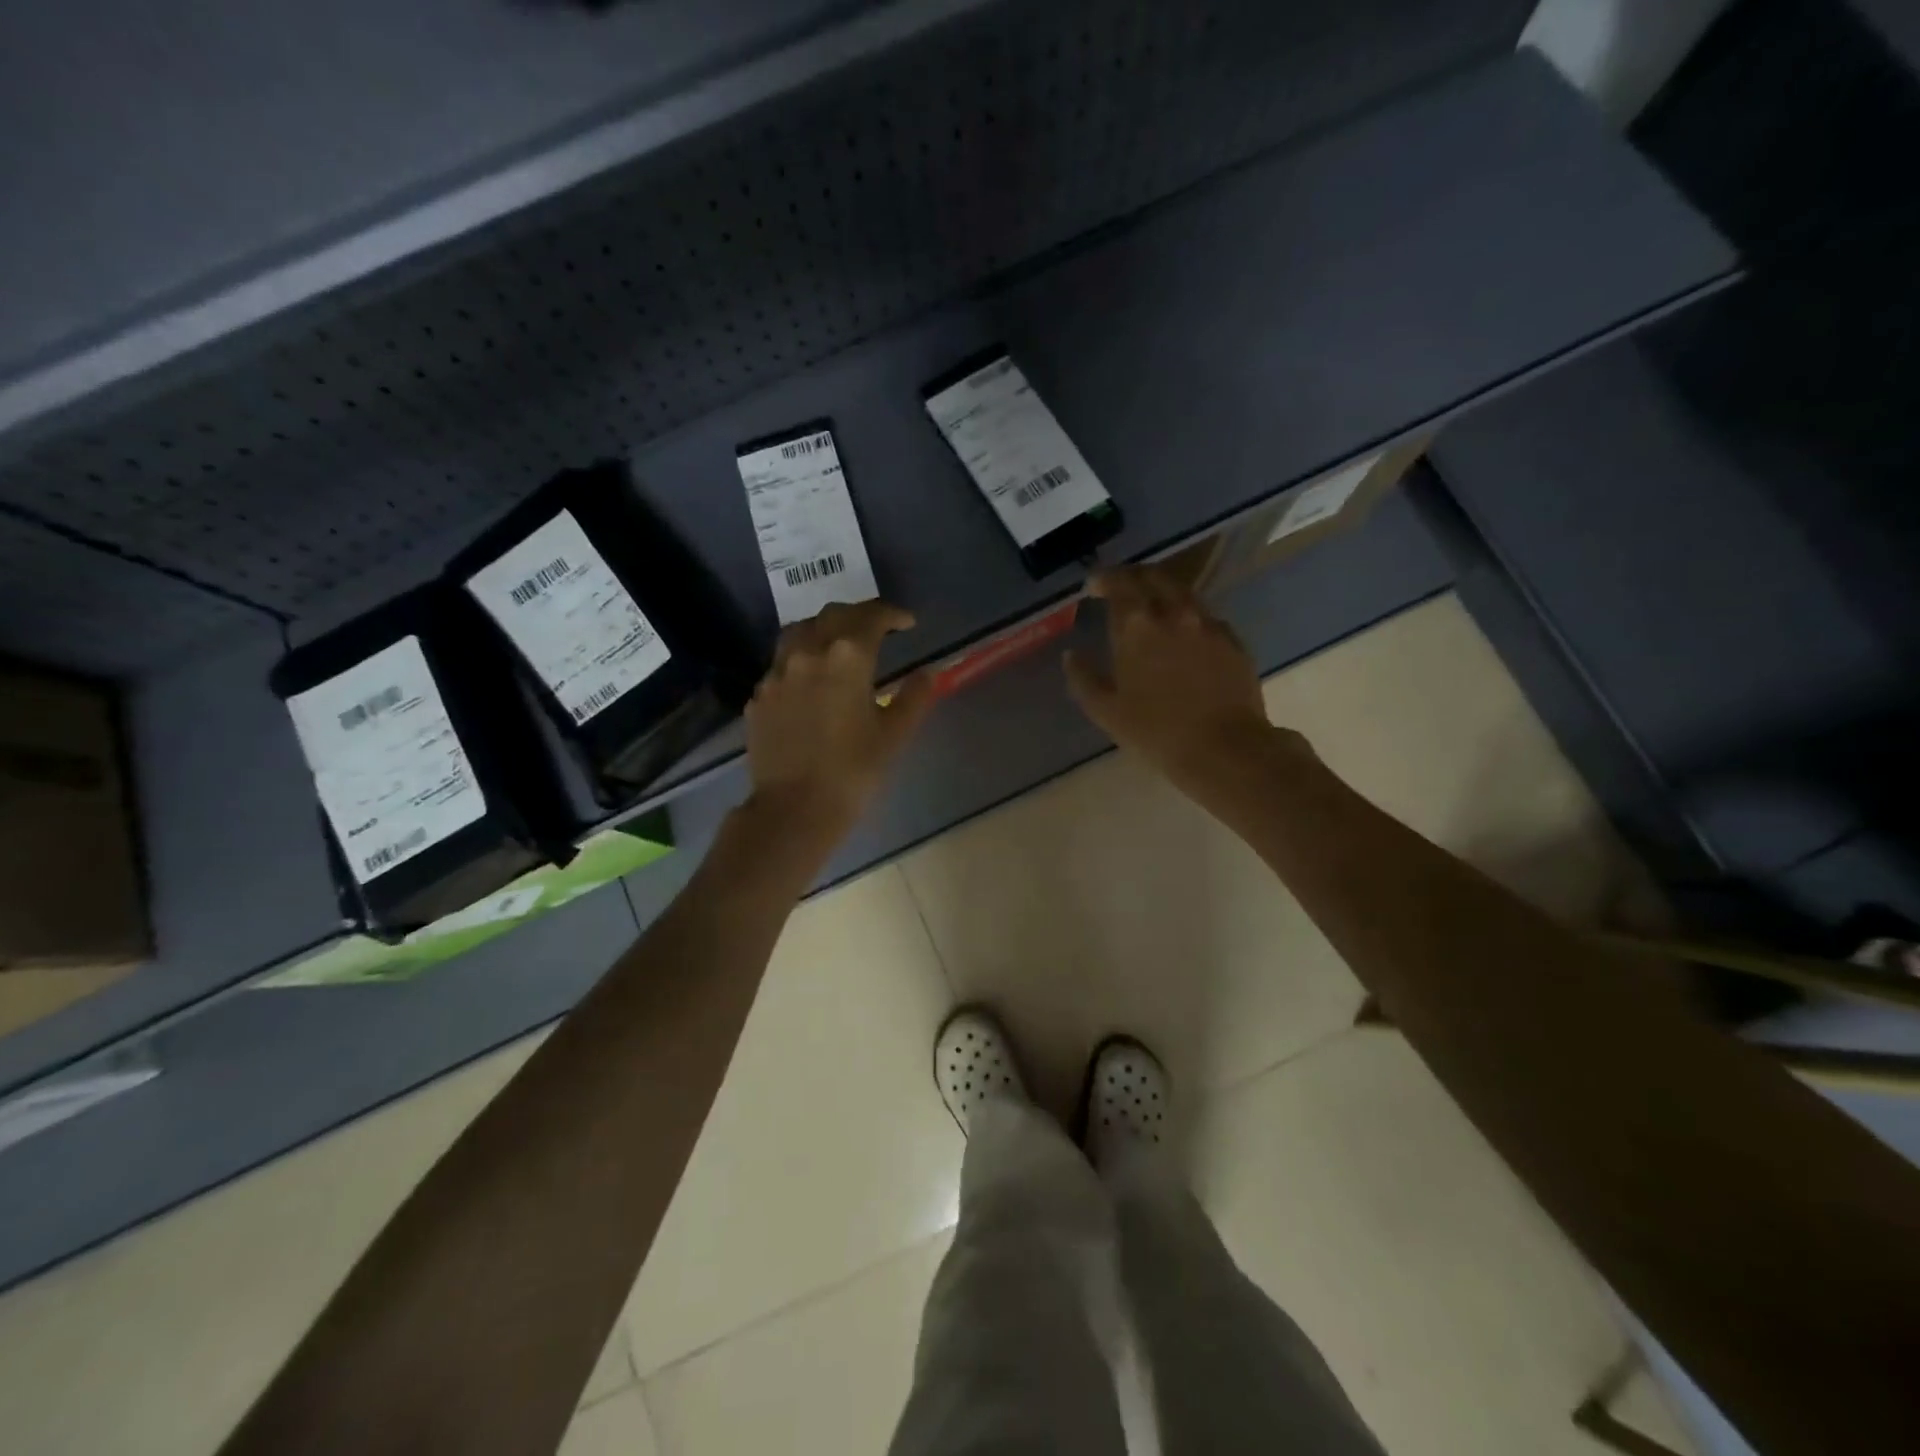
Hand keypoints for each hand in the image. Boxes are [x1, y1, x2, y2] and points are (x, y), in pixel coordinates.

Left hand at [744, 600, 933, 851]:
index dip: (891, 614)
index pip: (870, 617)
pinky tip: (810, 680)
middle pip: (833, 615)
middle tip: (877, 628)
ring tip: (838, 643)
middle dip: (858, 615)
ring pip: (800, 632)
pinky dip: (801, 659)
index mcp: (847, 657)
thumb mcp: (894, 735)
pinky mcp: (759, 696)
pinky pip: (782, 663)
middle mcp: (808, 653)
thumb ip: (914, 697)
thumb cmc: (853, 772)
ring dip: (824, 628)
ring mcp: (777, 673)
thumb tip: (927, 673)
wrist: (794, 809)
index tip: (907, 623)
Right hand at [1064, 564, 1302, 803]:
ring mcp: (1207, 624)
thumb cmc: (1156, 731)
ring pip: (1182, 591)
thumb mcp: (1106, 711)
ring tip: (1151, 603)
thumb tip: (1071, 656)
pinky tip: (1183, 630)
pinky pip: (1205, 615)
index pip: (1118, 585)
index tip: (1093, 585)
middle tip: (1120, 585)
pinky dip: (1187, 613)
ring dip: (1162, 590)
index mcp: (1136, 626)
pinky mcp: (1232, 640)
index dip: (1103, 580)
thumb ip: (1083, 678)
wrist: (1224, 748)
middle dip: (1132, 575)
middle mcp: (1173, 613)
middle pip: (1152, 577)